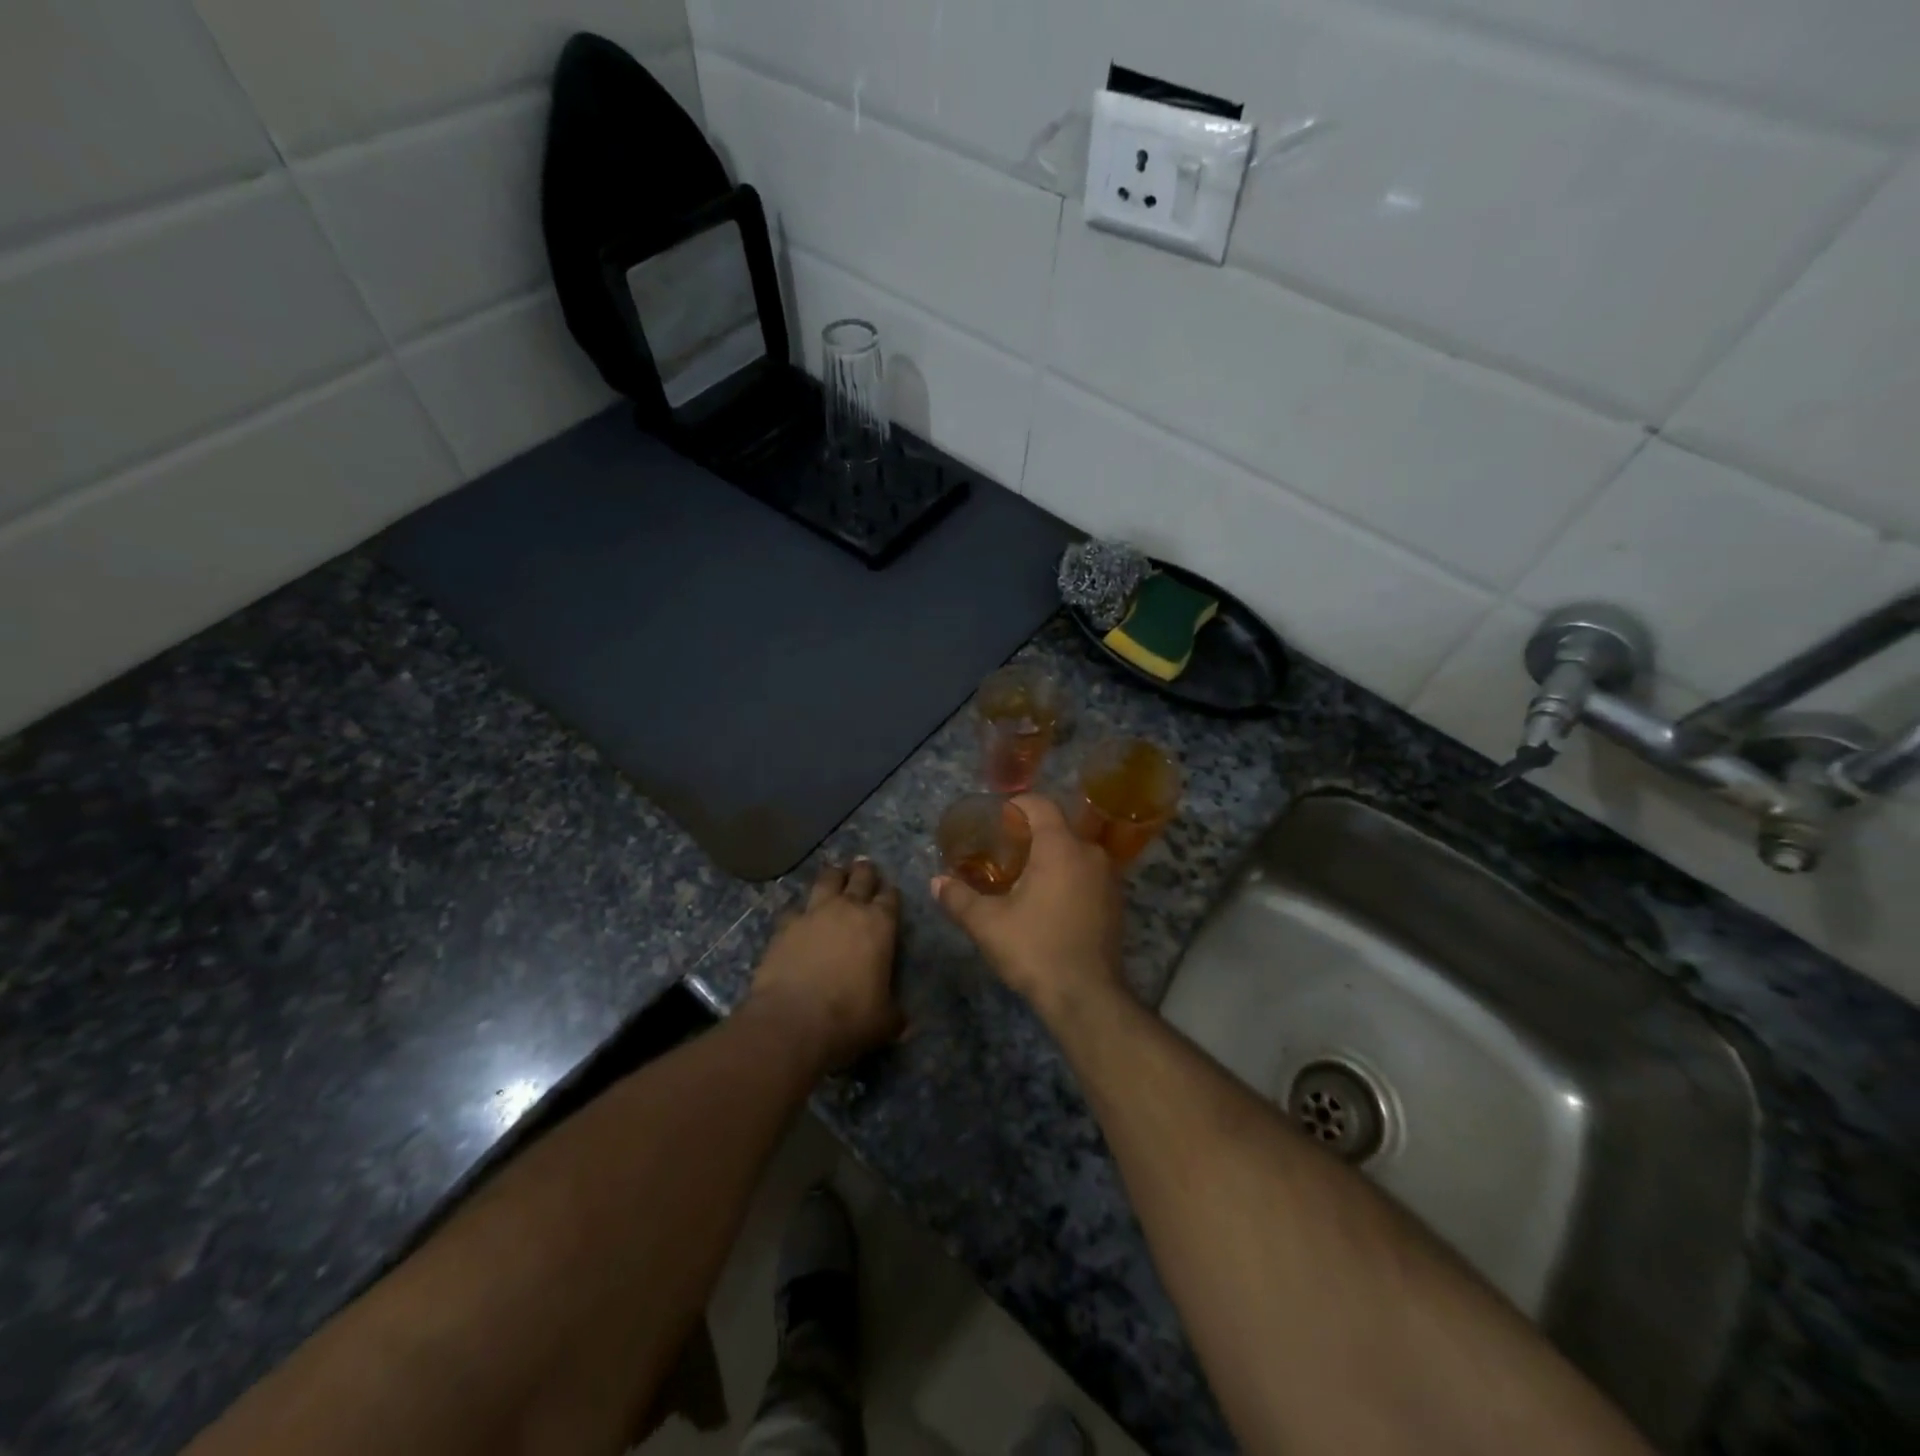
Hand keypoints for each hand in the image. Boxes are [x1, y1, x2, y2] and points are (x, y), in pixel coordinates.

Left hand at [746, 859, 904, 1070]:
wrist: (792, 1022)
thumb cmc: (849, 1019)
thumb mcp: (885, 1021)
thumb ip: (894, 1012)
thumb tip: (902, 1020)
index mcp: (880, 925)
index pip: (891, 897)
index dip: (891, 894)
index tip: (890, 893)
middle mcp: (848, 909)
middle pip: (860, 877)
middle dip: (865, 872)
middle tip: (865, 868)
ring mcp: (813, 913)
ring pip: (826, 880)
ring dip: (833, 876)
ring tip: (835, 875)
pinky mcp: (784, 926)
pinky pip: (794, 908)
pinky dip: (799, 910)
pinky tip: (798, 917)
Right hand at [932, 793, 1124, 1019]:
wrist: (1087, 997)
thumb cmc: (1035, 949)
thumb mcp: (988, 924)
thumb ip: (959, 898)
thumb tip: (935, 882)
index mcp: (1061, 847)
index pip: (1041, 804)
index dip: (1017, 804)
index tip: (997, 816)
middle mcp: (1090, 853)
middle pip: (1059, 827)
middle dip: (1031, 832)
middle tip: (1004, 848)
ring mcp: (1109, 878)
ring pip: (1076, 851)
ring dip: (1052, 855)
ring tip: (1024, 874)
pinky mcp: (1116, 903)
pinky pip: (1088, 873)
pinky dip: (1068, 875)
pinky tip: (1049, 899)